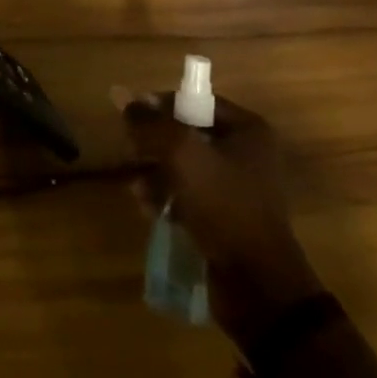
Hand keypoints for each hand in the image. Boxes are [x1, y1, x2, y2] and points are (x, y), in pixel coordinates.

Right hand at [118, 88, 323, 350]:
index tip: (131, 119)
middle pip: (187, 134)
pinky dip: (167, 198)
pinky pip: (189, 196)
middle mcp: (246, 154)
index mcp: (247, 130)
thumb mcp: (182, 155)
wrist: (256, 284)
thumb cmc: (224, 206)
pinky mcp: (226, 218)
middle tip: (132, 154)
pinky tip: (148, 208)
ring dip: (156, 174)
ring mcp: (237, 188)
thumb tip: (119, 93)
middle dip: (155, 144)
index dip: (161, 106)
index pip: (196, 102)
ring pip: (184, 167)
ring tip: (138, 189)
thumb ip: (151, 123)